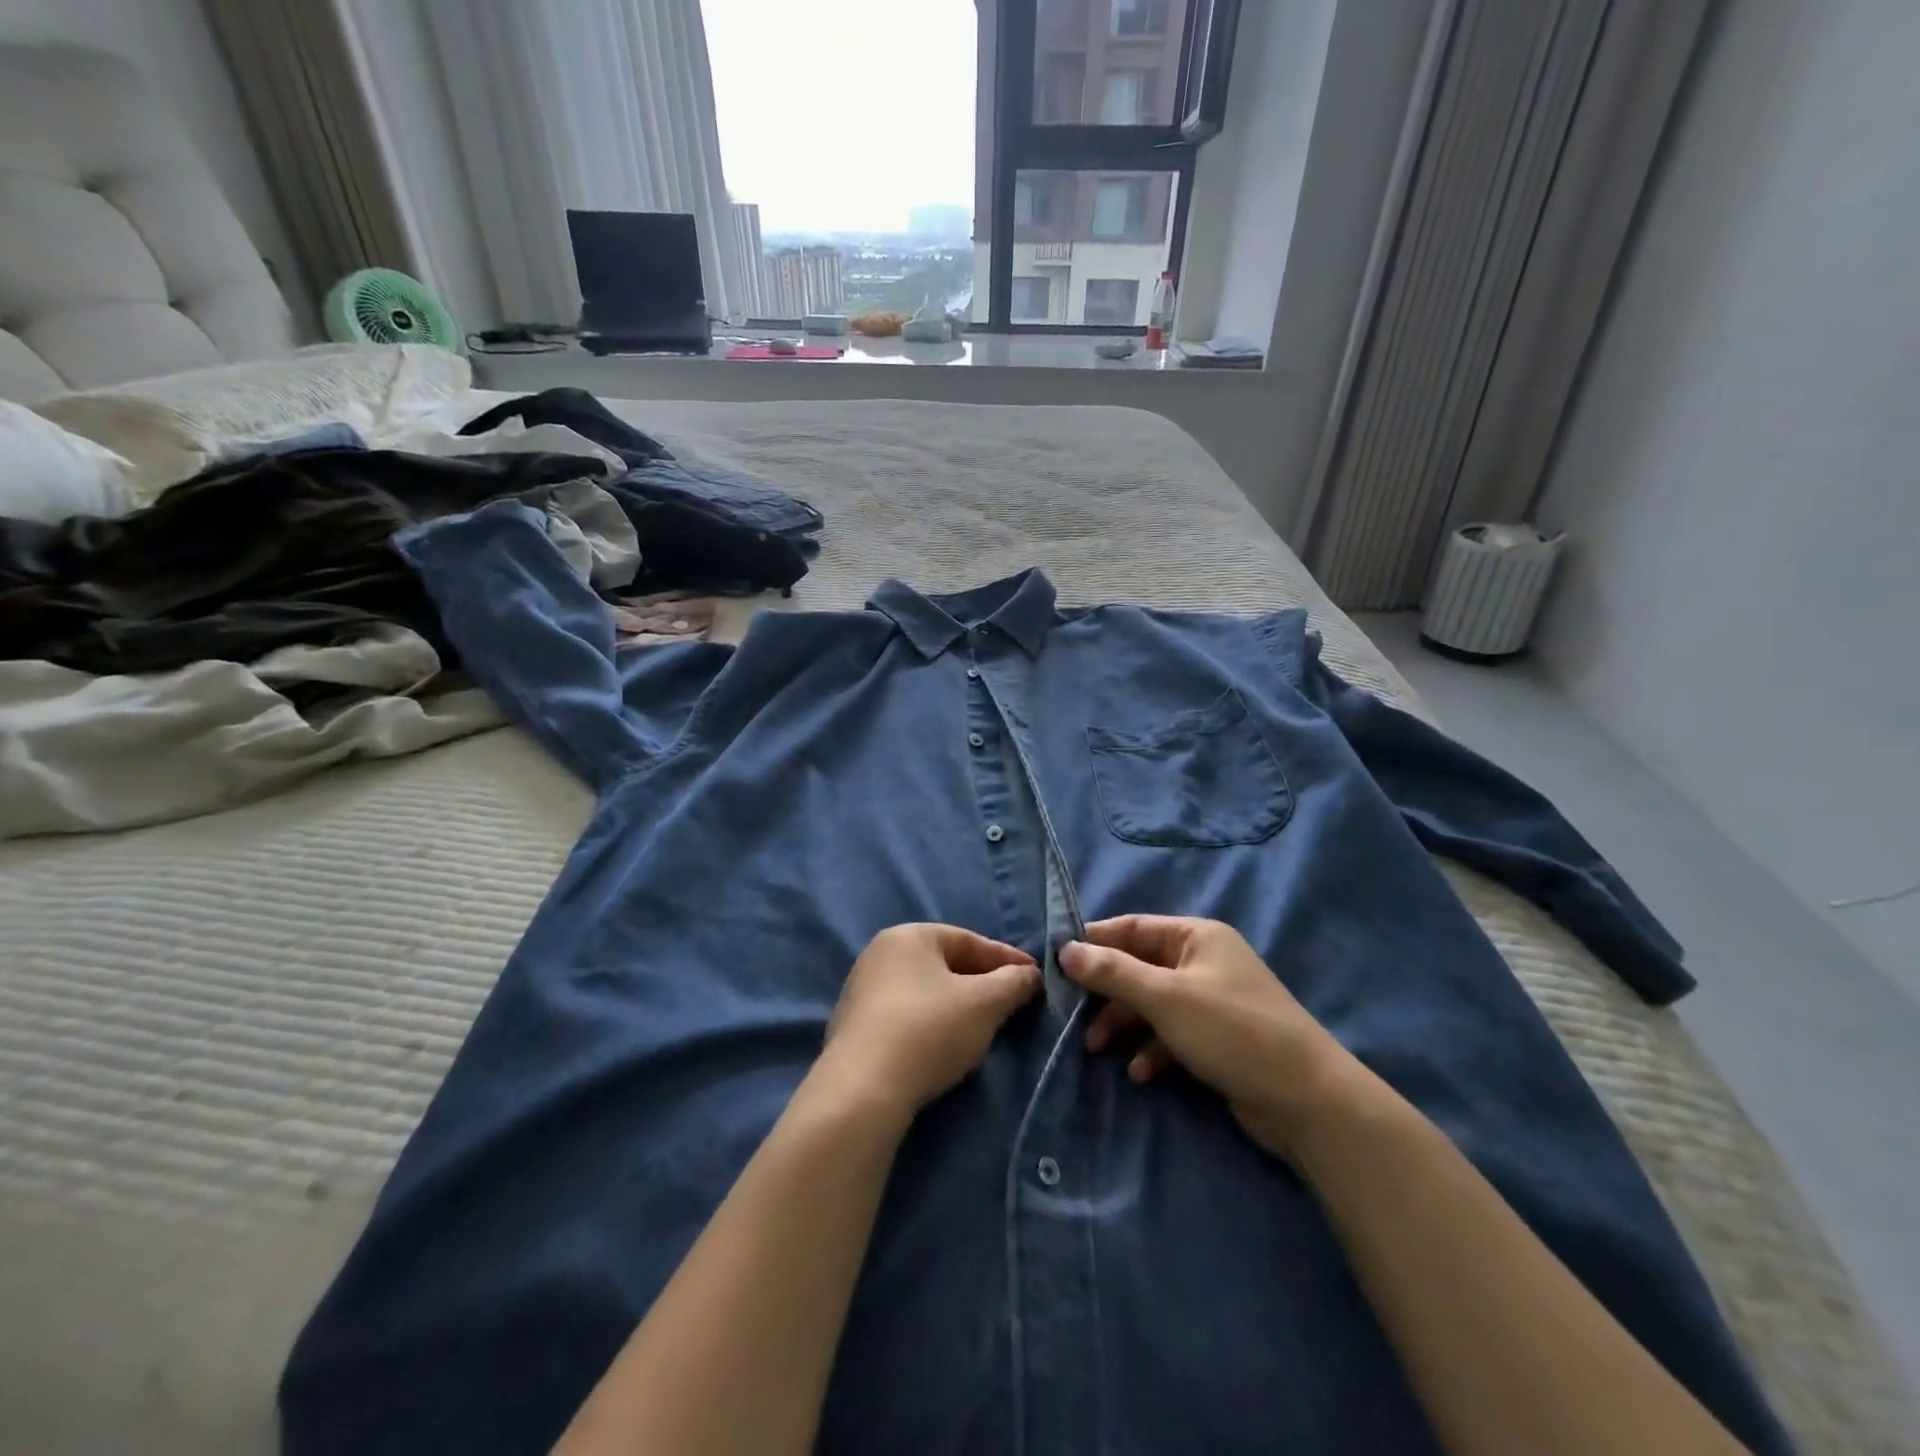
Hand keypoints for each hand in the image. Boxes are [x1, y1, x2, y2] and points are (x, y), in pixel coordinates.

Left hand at [819, 924, 1040, 1120]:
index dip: (1007, 959)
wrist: (863, 1089)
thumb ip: (1014, 982)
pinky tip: (945, 1045)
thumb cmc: (930, 1030)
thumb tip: (1031, 974)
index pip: (970, 940)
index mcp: (909, 935)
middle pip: (945, 964)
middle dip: (982, 982)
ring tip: (983, 1026)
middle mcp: (880, 953)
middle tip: (1012, 1002)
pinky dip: (931, 1024)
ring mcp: (862, 990)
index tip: (1035, 978)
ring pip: (925, 991)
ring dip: (956, 1005)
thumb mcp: (985, 1003)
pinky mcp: (854, 1026)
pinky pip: (905, 1015)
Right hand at [1060, 915, 1369, 1165]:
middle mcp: (1203, 961)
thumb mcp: (1165, 998)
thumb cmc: (1231, 1031)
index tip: (1057, 962)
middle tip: (1073, 1016)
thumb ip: (1113, 972)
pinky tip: (1141, 1072)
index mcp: (1196, 936)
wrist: (1307, 1101)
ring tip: (1098, 1049)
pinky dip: (1152, 1048)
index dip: (1094, 942)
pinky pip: (1171, 1033)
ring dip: (1124, 1024)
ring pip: (1152, 1003)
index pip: (1132, 927)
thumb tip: (1065, 949)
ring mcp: (1211, 1001)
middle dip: (1107, 993)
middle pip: (1139, 967)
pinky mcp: (1217, 1038)